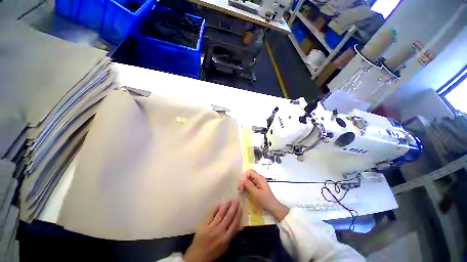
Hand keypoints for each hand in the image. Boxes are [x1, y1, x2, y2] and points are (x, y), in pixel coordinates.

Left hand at [184, 200, 242, 261]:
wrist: (198, 256)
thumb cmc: (214, 252)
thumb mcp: (225, 246)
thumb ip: (232, 235)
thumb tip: (241, 226)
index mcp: (226, 238)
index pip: (234, 224)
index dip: (238, 215)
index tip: (241, 208)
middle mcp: (219, 231)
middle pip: (228, 217)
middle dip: (233, 208)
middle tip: (236, 200)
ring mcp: (211, 227)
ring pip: (220, 214)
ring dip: (226, 206)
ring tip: (229, 200)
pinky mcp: (203, 225)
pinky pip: (210, 214)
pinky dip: (215, 208)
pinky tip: (219, 204)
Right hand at [238, 170, 288, 221]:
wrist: (272, 207)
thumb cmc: (265, 200)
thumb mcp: (256, 193)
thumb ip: (249, 185)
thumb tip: (243, 179)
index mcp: (260, 178)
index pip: (250, 172)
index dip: (245, 176)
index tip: (242, 183)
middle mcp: (259, 179)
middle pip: (249, 176)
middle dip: (243, 180)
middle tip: (239, 188)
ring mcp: (258, 183)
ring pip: (248, 180)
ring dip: (244, 184)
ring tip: (240, 190)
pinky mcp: (257, 187)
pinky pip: (250, 184)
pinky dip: (246, 187)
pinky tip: (243, 191)